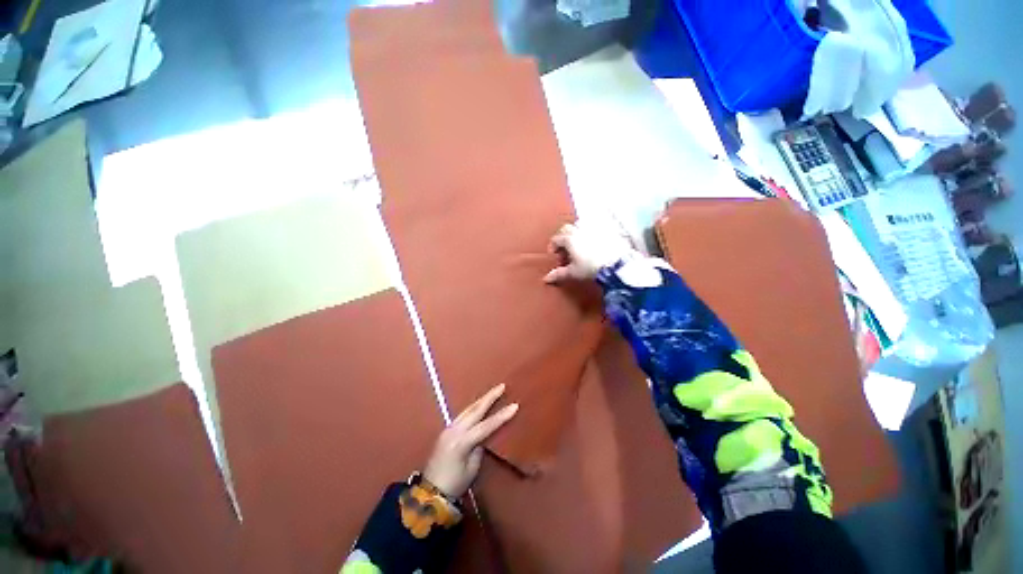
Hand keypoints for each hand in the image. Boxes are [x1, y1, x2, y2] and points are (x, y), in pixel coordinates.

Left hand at [422, 384, 517, 498]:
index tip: (515, 405)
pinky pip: (462, 415)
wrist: (430, 492)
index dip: (501, 416)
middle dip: (489, 397)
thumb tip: (483, 436)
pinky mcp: (446, 431)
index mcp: (462, 442)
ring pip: (468, 409)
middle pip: (475, 410)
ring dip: (481, 400)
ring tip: (492, 392)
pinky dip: (473, 408)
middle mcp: (454, 430)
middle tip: (501, 386)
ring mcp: (448, 428)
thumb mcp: (472, 468)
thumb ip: (479, 448)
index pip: (486, 425)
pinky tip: (478, 405)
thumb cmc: (454, 484)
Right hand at [543, 220, 635, 283]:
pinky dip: (590, 233)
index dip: (553, 247)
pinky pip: (595, 227)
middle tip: (565, 250)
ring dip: (576, 233)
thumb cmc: (591, 268)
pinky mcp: (606, 230)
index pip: (556, 239)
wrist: (615, 265)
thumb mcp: (573, 272)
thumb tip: (546, 279)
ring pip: (580, 225)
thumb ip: (559, 274)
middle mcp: (580, 230)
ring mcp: (593, 228)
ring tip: (579, 246)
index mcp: (569, 239)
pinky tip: (593, 244)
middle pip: (566, 228)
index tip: (555, 256)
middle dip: (563, 237)